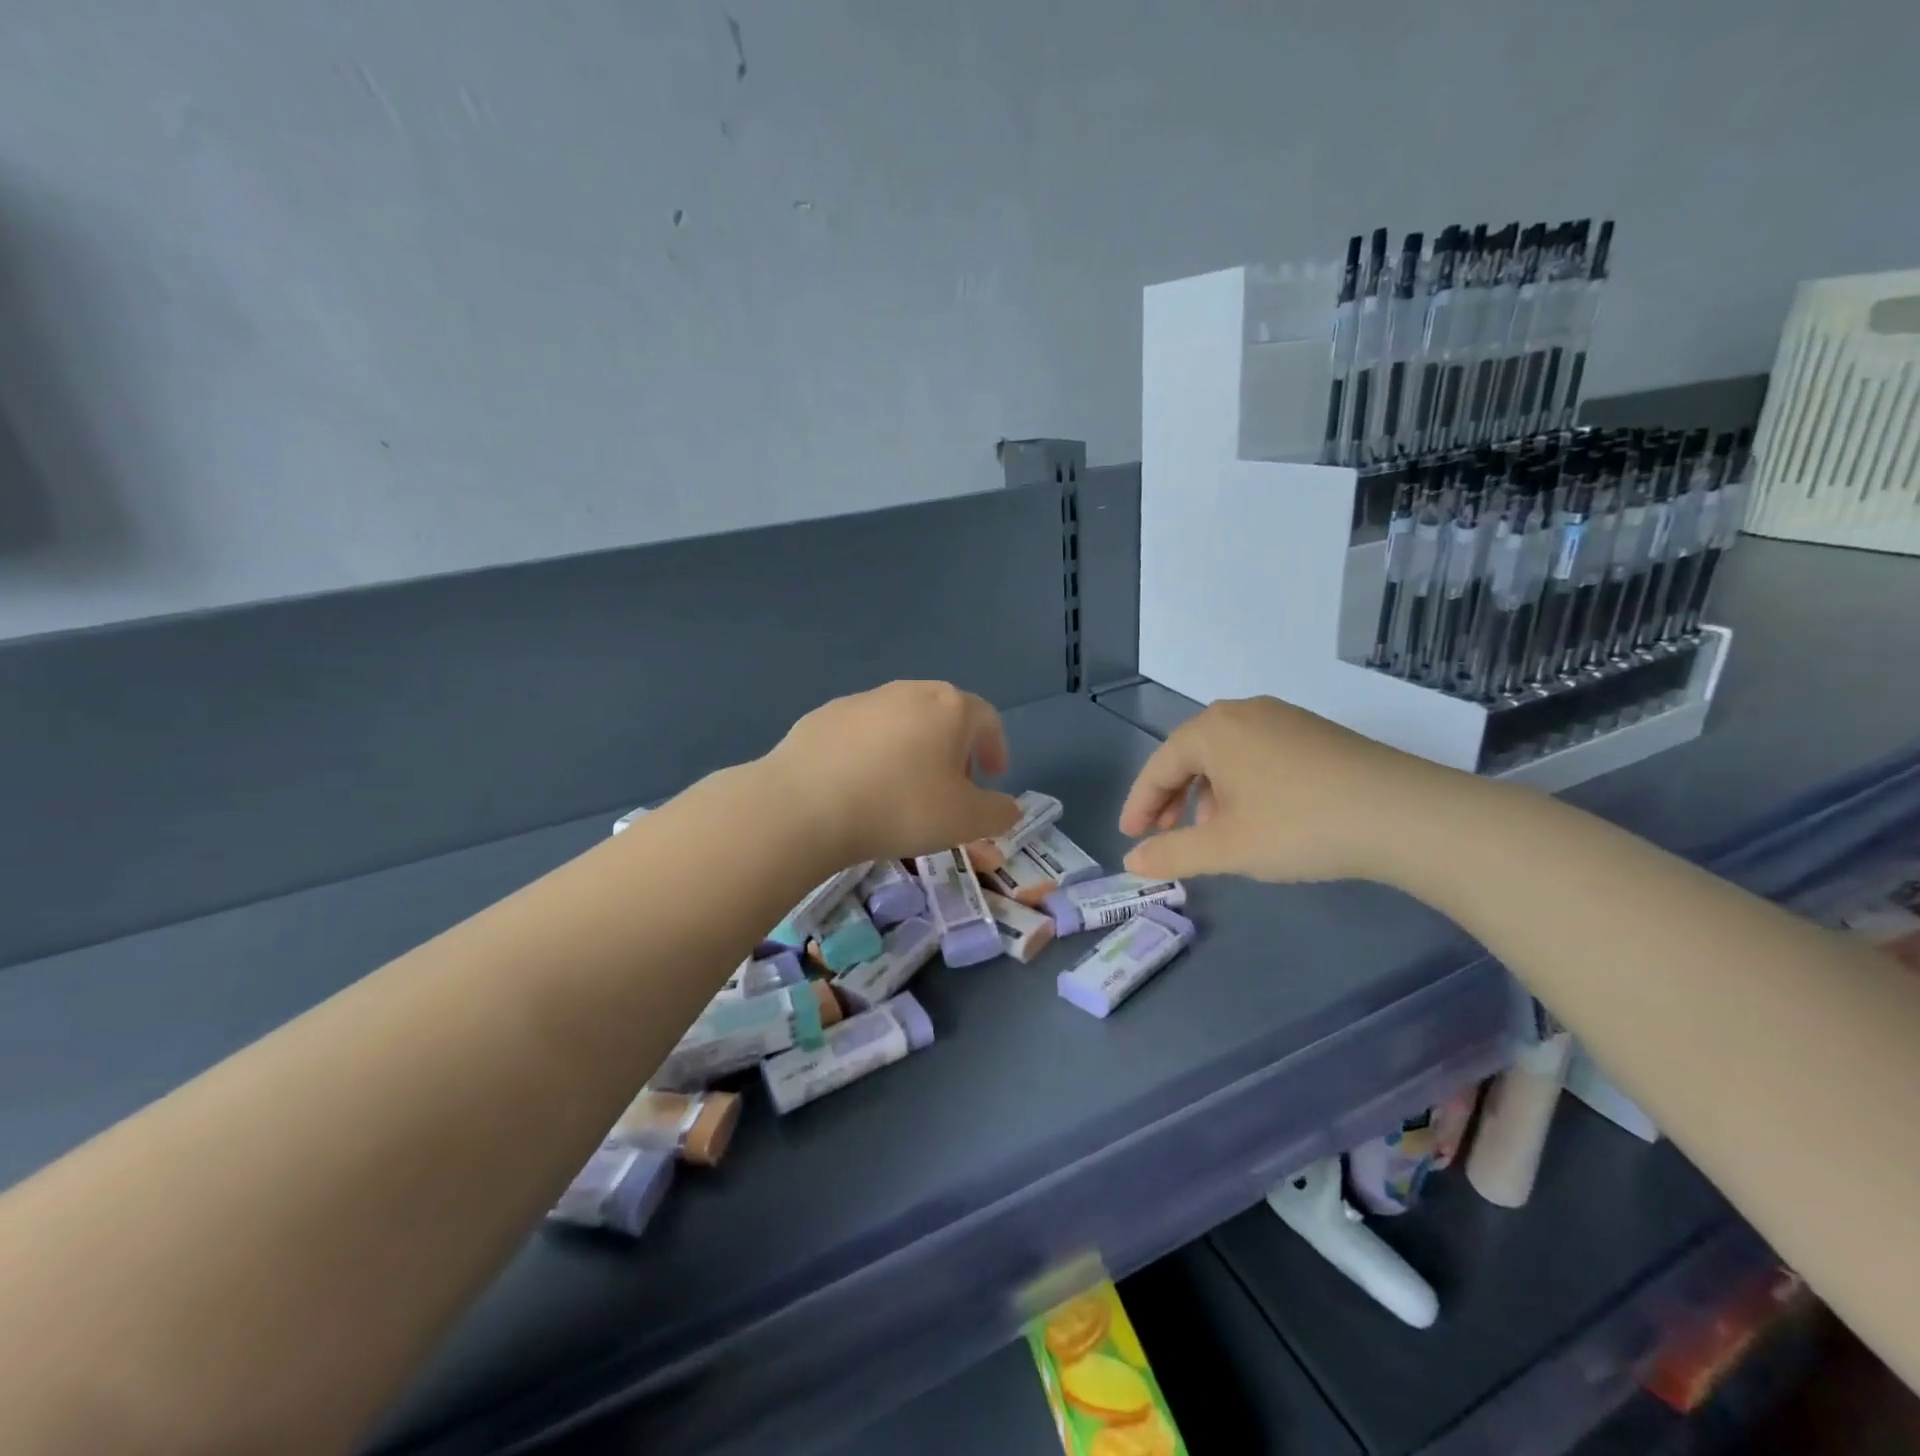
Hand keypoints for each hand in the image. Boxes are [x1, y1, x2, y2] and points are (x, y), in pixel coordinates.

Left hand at [762, 681, 1021, 865]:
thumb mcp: (965, 821)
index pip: (987, 719)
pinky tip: (859, 785)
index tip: (993, 777)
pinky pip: (861, 734)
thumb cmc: (901, 807)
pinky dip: (871, 754)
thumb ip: (998, 813)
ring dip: (912, 749)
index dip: (996, 748)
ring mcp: (862, 700)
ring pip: (900, 722)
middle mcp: (908, 692)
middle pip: (943, 715)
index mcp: (949, 707)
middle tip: (951, 786)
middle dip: (954, 749)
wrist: (806, 805)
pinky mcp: (823, 716)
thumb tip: (1008, 807)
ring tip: (903, 788)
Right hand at [1119, 696, 1455, 883]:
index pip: (1158, 767)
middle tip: (1164, 835)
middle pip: (1190, 756)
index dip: (1139, 805)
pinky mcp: (1314, 733)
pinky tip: (1256, 816)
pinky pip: (1257, 755)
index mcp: (1212, 730)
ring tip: (1212, 833)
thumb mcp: (1226, 847)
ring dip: (1207, 794)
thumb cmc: (1299, 826)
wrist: (1405, 814)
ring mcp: (1283, 718)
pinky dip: (1241, 785)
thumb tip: (1132, 861)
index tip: (1130, 837)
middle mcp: (1242, 712)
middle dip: (1173, 799)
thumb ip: (1172, 853)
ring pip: (1226, 756)